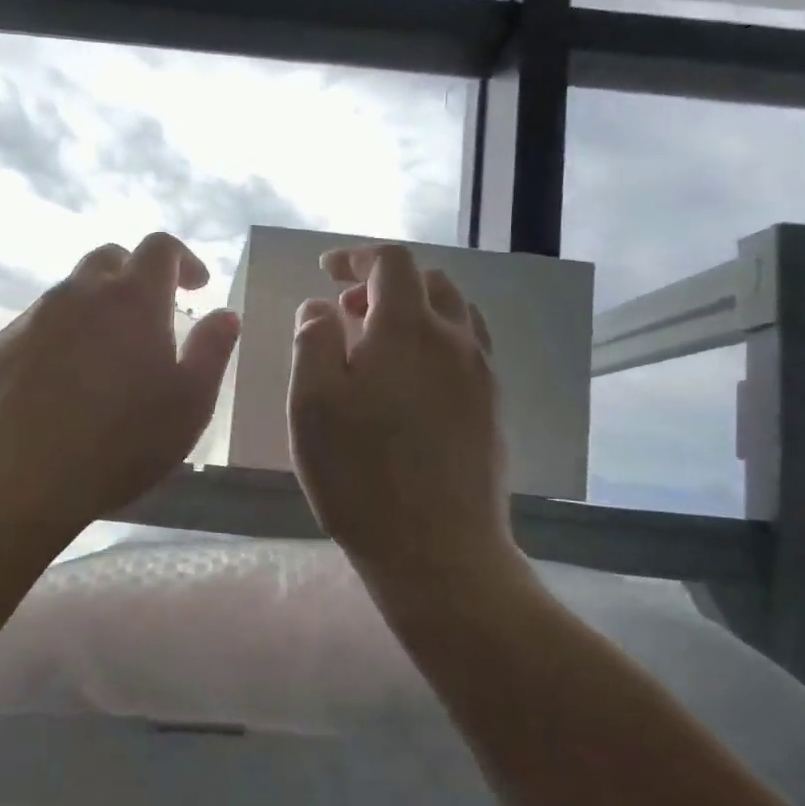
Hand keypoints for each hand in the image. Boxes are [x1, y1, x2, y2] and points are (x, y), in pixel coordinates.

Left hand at [0, 233, 240, 527]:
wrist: (21, 478)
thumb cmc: (123, 442)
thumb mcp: (190, 403)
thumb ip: (212, 351)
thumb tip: (225, 314)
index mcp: (133, 299)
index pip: (159, 248)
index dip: (182, 259)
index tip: (196, 286)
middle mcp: (79, 294)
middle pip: (108, 260)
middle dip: (134, 276)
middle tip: (150, 315)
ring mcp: (32, 319)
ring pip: (69, 295)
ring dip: (95, 310)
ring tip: (106, 357)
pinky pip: (36, 329)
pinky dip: (59, 340)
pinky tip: (61, 385)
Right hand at [288, 244, 513, 583]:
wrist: (437, 548)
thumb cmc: (360, 473)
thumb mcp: (312, 403)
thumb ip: (313, 340)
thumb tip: (321, 306)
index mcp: (408, 329)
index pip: (392, 263)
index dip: (357, 257)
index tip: (327, 272)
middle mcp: (455, 339)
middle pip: (430, 282)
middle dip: (386, 283)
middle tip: (349, 312)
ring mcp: (482, 375)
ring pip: (456, 315)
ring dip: (417, 311)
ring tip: (380, 344)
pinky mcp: (492, 409)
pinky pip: (468, 351)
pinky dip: (437, 342)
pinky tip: (412, 383)